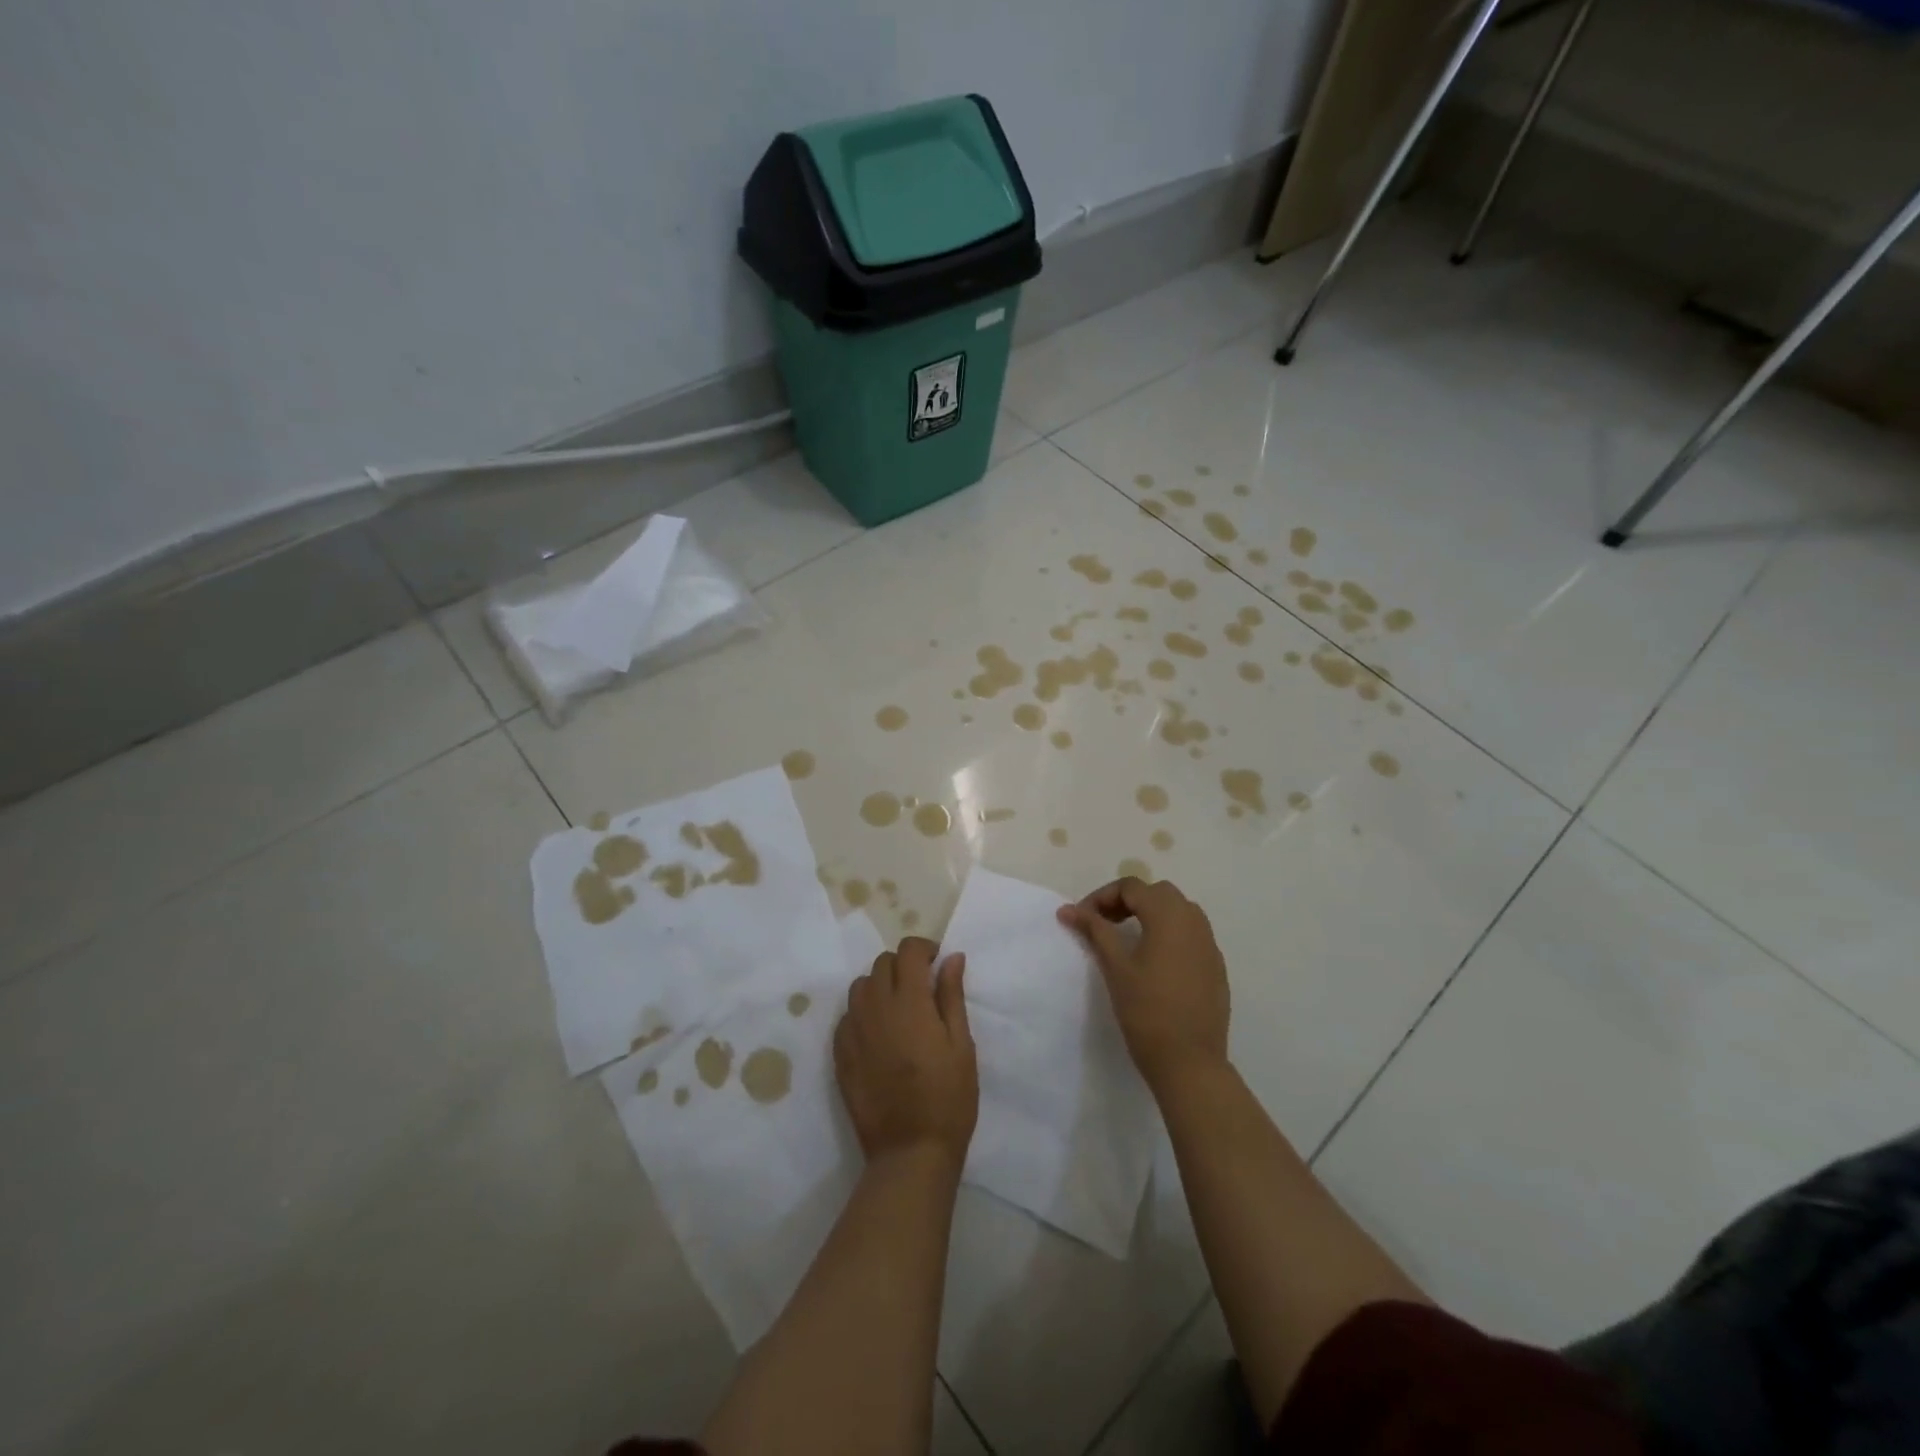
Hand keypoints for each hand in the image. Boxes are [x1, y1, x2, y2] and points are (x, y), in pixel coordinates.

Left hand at [834, 937, 977, 1169]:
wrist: (910, 1151)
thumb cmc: (948, 1097)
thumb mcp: (961, 1045)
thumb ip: (952, 996)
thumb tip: (951, 958)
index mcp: (909, 1001)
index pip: (907, 951)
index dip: (923, 949)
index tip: (936, 964)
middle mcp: (876, 1008)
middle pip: (882, 964)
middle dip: (903, 966)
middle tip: (921, 989)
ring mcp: (853, 1030)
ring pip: (860, 987)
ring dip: (880, 987)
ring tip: (898, 1010)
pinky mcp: (840, 1054)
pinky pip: (847, 1016)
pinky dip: (863, 1013)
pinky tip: (879, 1035)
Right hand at [1058, 876, 1230, 1091]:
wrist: (1190, 1063)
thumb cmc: (1147, 1011)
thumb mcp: (1115, 967)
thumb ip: (1095, 930)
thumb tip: (1068, 909)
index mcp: (1169, 915)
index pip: (1131, 887)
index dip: (1102, 897)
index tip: (1082, 919)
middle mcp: (1194, 921)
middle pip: (1157, 893)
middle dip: (1127, 901)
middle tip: (1103, 924)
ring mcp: (1209, 944)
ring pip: (1178, 911)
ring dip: (1150, 914)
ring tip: (1127, 939)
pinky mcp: (1215, 966)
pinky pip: (1191, 934)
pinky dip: (1168, 934)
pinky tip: (1154, 962)